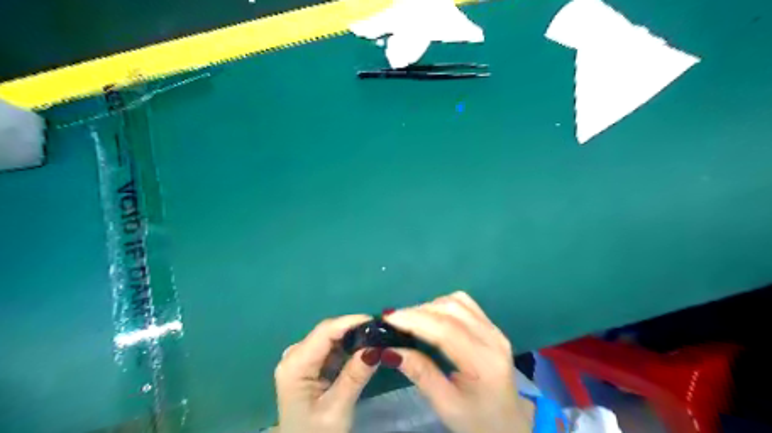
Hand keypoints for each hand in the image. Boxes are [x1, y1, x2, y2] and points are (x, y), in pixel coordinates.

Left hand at [276, 315, 380, 432]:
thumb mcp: (337, 409)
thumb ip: (355, 376)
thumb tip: (377, 347)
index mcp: (295, 364)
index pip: (326, 331)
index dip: (351, 321)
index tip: (378, 322)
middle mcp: (294, 354)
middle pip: (328, 331)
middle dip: (355, 328)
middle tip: (382, 331)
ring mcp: (300, 357)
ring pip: (331, 336)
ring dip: (353, 336)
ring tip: (377, 338)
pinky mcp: (308, 363)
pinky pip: (331, 346)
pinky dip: (348, 346)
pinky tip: (363, 349)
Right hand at [381, 290, 537, 431]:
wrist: (510, 426)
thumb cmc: (478, 422)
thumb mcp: (446, 405)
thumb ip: (420, 374)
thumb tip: (389, 350)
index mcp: (484, 363)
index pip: (446, 329)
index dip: (414, 319)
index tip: (387, 318)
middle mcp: (493, 338)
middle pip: (451, 309)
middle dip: (418, 310)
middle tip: (393, 321)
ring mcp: (495, 330)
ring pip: (457, 301)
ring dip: (430, 306)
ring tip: (409, 319)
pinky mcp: (492, 327)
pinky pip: (465, 304)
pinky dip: (443, 304)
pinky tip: (430, 317)